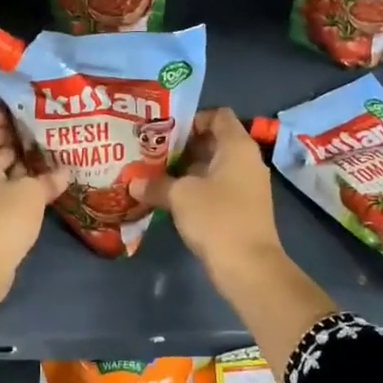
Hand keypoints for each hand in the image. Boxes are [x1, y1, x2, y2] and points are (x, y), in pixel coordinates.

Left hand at [0, 105, 67, 292]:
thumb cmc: (0, 219)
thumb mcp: (32, 194)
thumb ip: (48, 179)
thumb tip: (65, 172)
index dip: (2, 112)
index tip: (29, 117)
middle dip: (13, 138)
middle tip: (43, 137)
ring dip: (15, 163)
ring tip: (46, 160)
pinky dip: (11, 185)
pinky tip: (37, 188)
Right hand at [138, 107, 280, 275]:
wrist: (249, 267)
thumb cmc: (217, 218)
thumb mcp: (180, 196)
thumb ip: (155, 184)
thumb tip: (133, 182)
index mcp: (237, 146)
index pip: (217, 115)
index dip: (191, 118)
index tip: (165, 131)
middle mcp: (246, 160)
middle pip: (213, 141)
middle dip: (182, 146)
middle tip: (151, 151)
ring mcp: (246, 185)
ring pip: (212, 167)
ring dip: (185, 170)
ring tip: (153, 174)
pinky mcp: (242, 208)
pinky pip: (216, 188)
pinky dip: (195, 189)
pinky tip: (169, 198)